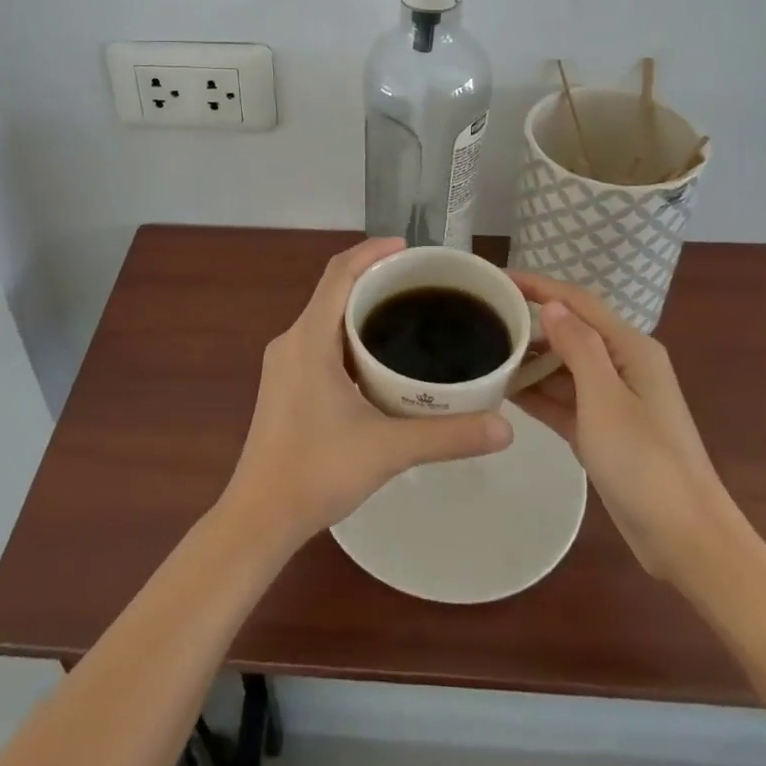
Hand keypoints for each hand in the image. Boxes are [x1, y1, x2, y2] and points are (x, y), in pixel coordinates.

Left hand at [222, 238, 512, 548]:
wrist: (260, 517)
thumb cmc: (316, 472)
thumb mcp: (388, 449)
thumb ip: (448, 435)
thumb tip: (505, 428)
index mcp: (309, 338)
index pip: (339, 273)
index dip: (372, 251)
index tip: (409, 248)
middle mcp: (292, 341)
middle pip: (335, 292)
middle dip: (375, 280)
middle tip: (422, 286)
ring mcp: (285, 365)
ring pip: (327, 320)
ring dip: (362, 311)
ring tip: (409, 317)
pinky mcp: (286, 386)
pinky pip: (321, 343)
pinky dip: (351, 338)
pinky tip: (380, 362)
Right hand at [511, 272, 743, 583]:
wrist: (686, 541)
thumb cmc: (646, 463)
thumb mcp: (605, 399)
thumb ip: (578, 348)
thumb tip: (552, 305)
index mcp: (631, 348)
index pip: (578, 302)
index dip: (537, 286)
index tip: (496, 279)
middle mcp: (623, 365)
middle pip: (569, 331)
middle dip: (529, 324)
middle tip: (481, 320)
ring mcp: (612, 400)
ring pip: (563, 367)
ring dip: (529, 361)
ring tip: (483, 354)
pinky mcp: (602, 430)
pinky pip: (563, 400)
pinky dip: (537, 393)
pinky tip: (503, 390)